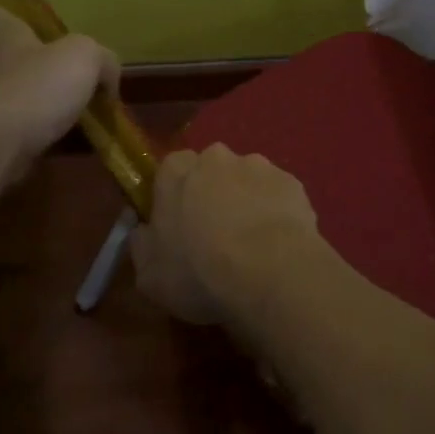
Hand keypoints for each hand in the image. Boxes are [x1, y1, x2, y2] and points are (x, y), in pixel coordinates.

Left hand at [0, 3, 119, 196]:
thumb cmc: (36, 87)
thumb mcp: (84, 58)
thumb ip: (102, 59)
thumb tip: (108, 77)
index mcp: (4, 36)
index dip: (6, 15)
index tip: (24, 24)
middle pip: (8, 57)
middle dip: (35, 64)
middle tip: (70, 74)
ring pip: (18, 95)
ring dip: (43, 102)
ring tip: (80, 113)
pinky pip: (22, 129)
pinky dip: (43, 133)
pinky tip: (70, 141)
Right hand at [130, 144, 320, 329]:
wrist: (270, 273)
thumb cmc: (199, 273)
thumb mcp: (150, 276)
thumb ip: (142, 246)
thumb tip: (143, 232)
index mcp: (176, 171)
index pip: (170, 170)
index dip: (175, 197)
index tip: (179, 226)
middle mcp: (217, 157)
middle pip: (211, 172)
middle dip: (213, 195)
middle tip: (217, 235)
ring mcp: (259, 166)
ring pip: (248, 182)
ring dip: (247, 202)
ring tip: (253, 244)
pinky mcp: (293, 183)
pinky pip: (278, 196)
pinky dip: (276, 213)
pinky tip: (278, 244)